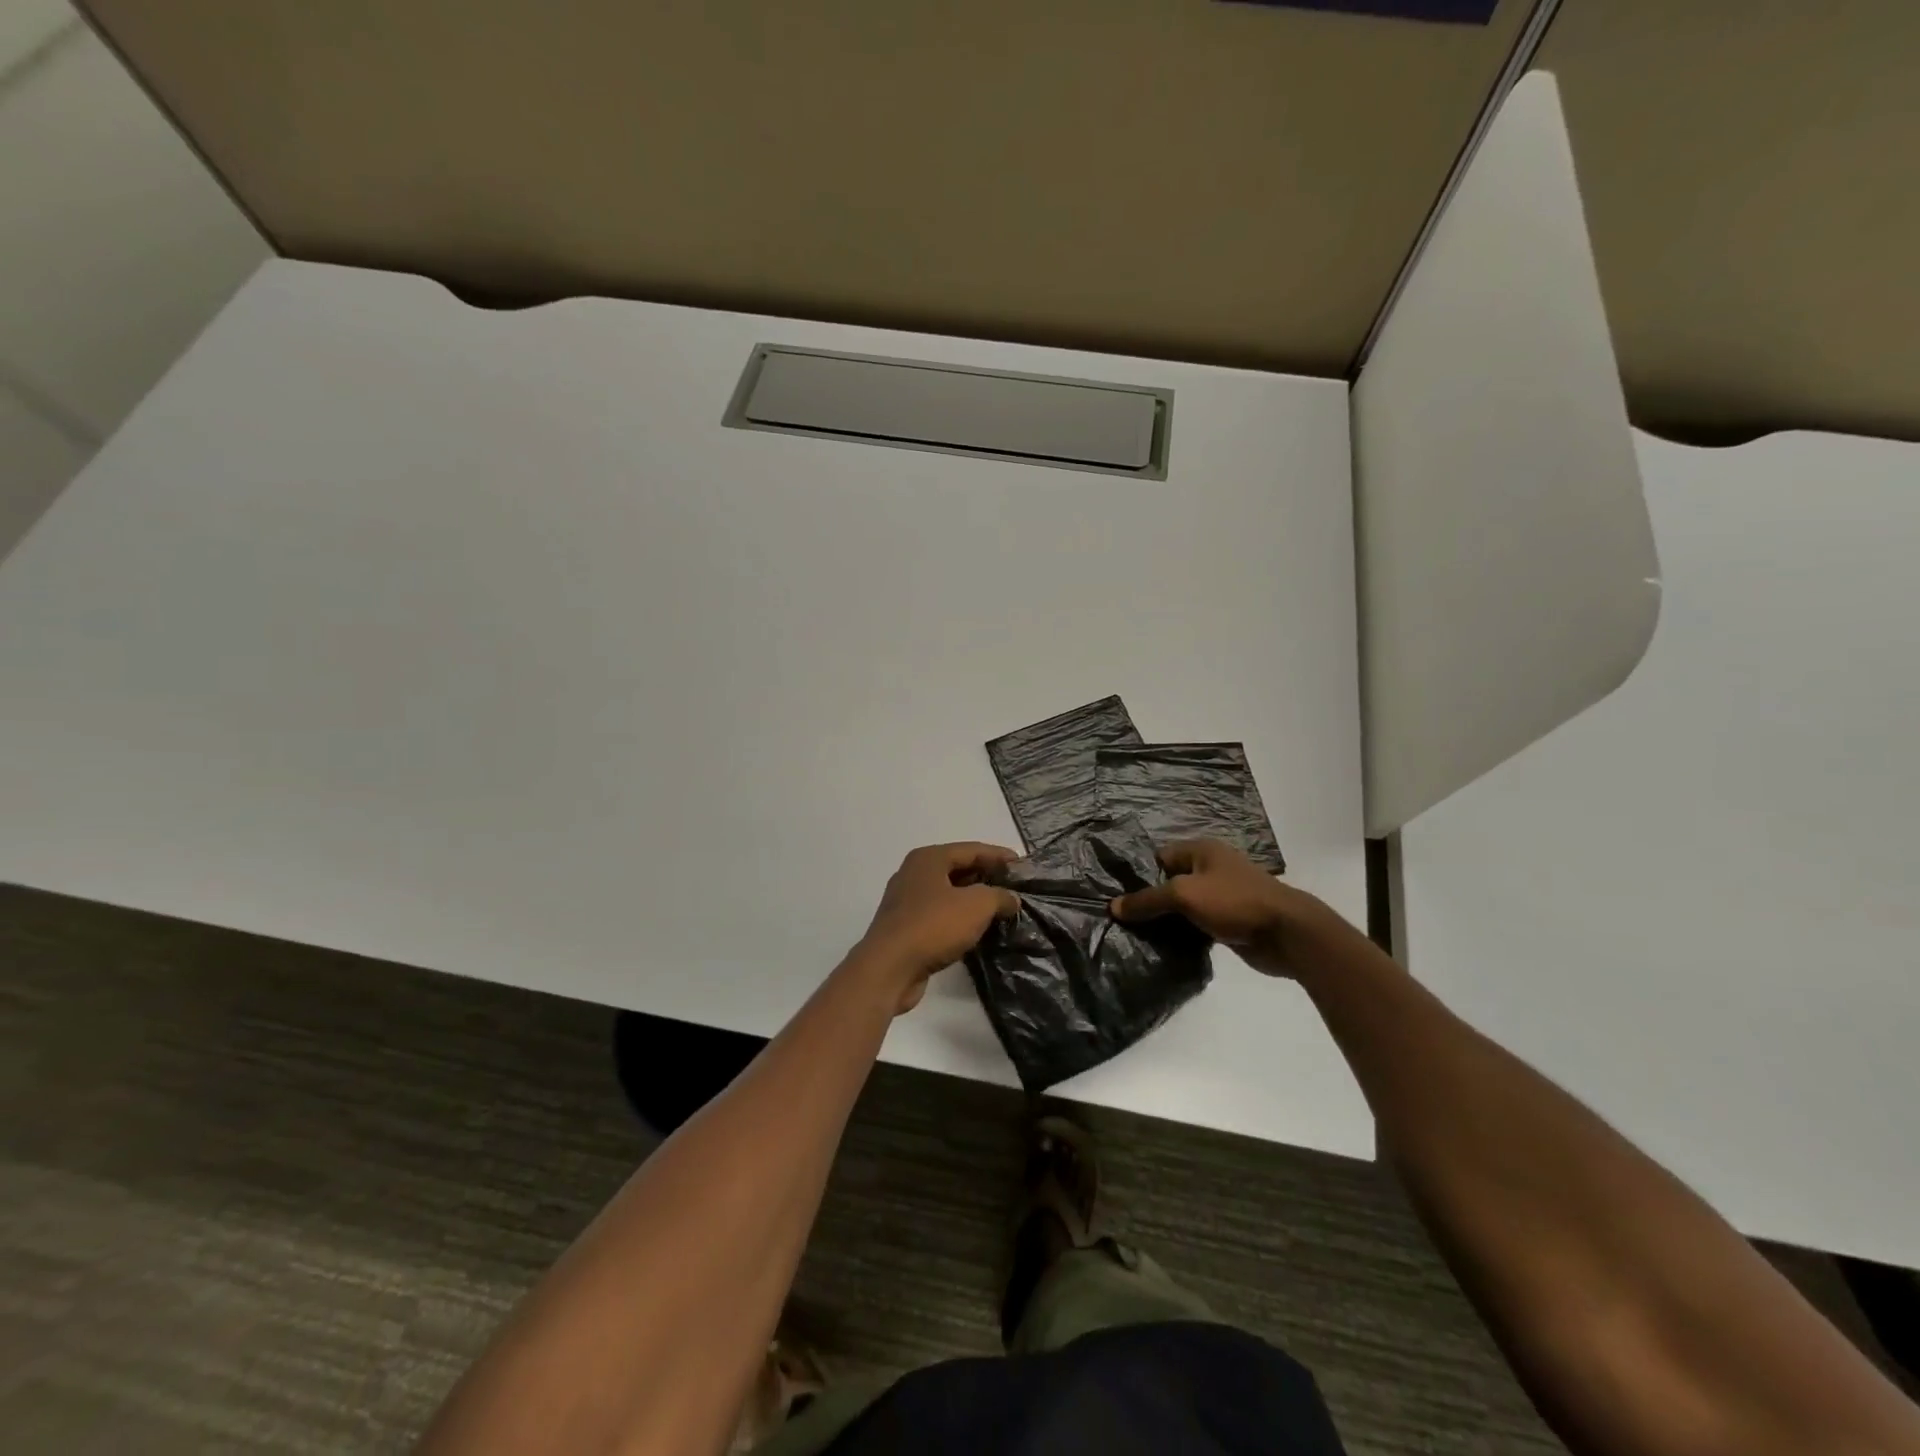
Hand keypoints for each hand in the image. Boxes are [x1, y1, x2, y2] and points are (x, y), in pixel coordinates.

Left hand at [855, 842, 1021, 1011]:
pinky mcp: (906, 928)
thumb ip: (999, 896)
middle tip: (1014, 887)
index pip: (971, 849)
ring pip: (949, 894)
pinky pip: (940, 915)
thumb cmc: (933, 926)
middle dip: (987, 877)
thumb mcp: (976, 906)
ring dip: (974, 900)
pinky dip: (960, 918)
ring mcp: (907, 901)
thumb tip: (1012, 899)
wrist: (889, 968)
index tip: (1022, 865)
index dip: (998, 856)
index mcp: (928, 858)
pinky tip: (977, 930)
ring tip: (1002, 909)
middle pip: (958, 869)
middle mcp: (914, 874)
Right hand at [1109, 840, 1336, 977]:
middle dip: (1148, 900)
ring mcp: (1221, 896)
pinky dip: (1182, 934)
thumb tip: (1114, 907)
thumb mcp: (1184, 895)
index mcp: (1202, 851)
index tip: (1115, 896)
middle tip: (1122, 919)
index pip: (1158, 858)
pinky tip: (1163, 947)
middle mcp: (1211, 869)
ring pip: (1182, 906)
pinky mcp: (1228, 922)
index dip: (1137, 875)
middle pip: (1169, 882)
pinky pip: (1196, 925)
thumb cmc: (1234, 902)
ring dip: (1165, 921)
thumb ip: (1148, 900)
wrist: (1287, 933)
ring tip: (1136, 936)